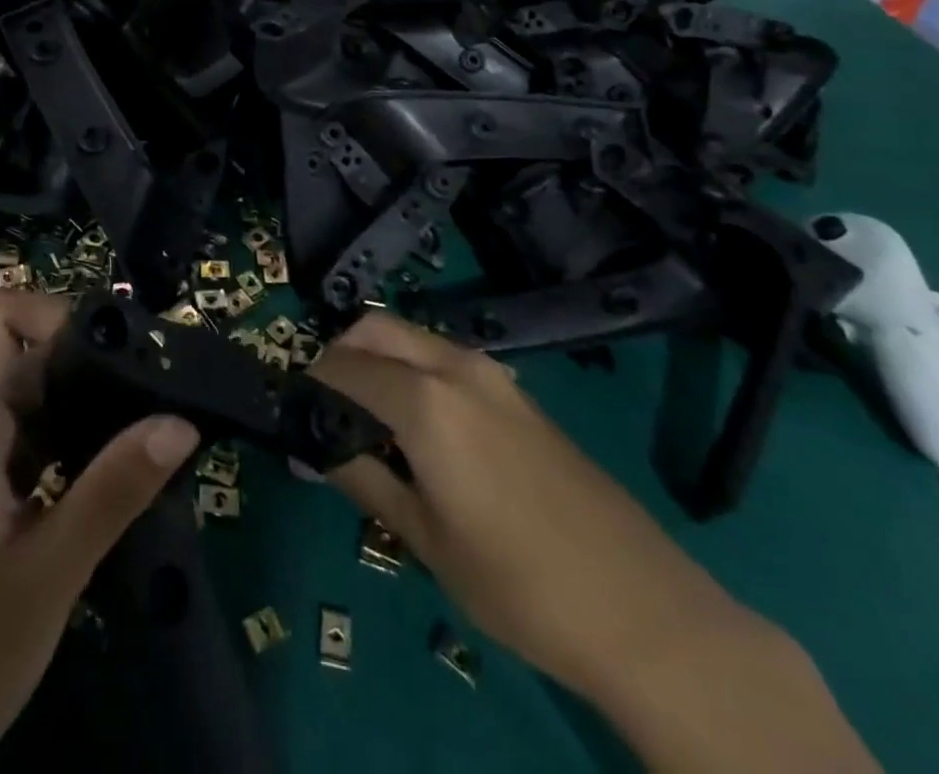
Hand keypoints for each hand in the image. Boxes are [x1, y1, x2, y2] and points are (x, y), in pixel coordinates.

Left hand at [0, 287, 199, 773]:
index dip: (56, 314)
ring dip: (79, 410)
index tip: (115, 355)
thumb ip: (113, 492)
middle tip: (151, 396)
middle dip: (85, 366)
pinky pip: (18, 443)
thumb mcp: (45, 575)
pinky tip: (104, 479)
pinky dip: (63, 446)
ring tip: (141, 434)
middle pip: (19, 355)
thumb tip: (179, 424)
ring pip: (23, 400)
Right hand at [312, 313, 877, 773]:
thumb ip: (360, 478)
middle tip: (326, 410)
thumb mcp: (423, 538)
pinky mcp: (516, 392)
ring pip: (411, 337)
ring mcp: (492, 373)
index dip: (309, 386)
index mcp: (424, 399)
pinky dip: (412, 370)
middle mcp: (454, 366)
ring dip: (377, 359)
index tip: (293, 415)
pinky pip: (444, 358)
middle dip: (339, 354)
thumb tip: (311, 447)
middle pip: (374, 328)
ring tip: (369, 422)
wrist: (645, 611)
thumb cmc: (519, 584)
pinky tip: (419, 428)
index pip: (341, 367)